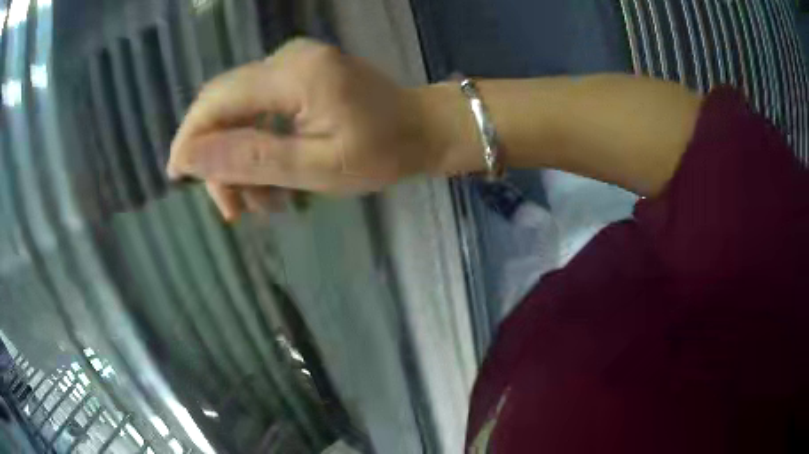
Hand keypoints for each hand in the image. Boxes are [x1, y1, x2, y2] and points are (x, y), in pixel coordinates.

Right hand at [167, 38, 441, 220]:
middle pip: (223, 103)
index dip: (190, 138)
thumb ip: (250, 159)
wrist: (423, 128)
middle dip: (217, 156)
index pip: (217, 100)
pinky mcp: (298, 73)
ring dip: (240, 157)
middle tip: (234, 208)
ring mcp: (293, 62)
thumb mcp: (316, 168)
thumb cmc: (383, 152)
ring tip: (263, 203)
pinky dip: (257, 145)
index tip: (178, 177)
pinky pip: (259, 107)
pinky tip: (273, 180)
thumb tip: (188, 157)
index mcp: (294, 73)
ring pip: (239, 110)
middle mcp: (287, 57)